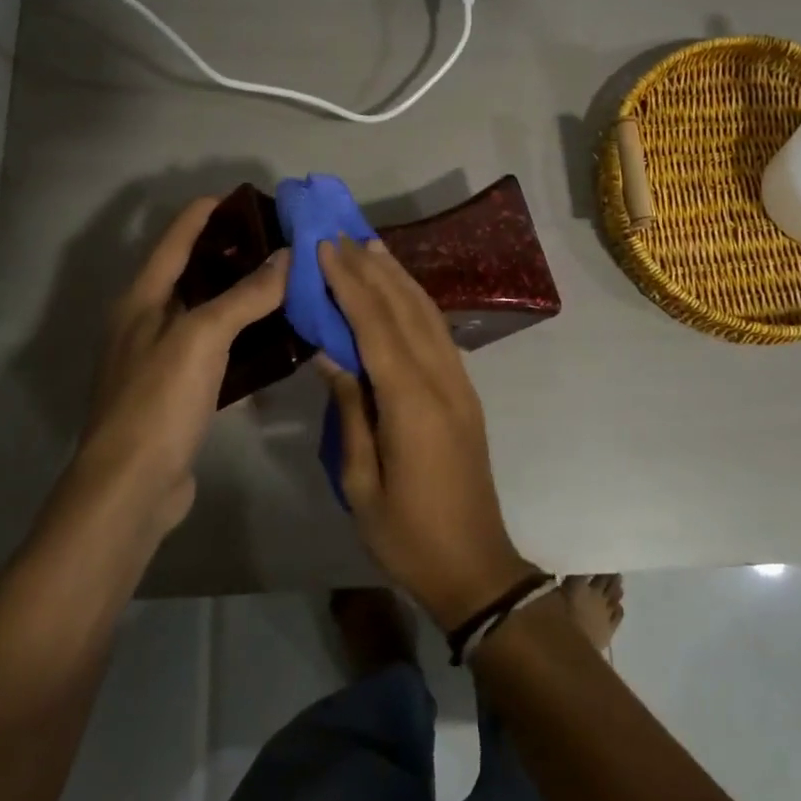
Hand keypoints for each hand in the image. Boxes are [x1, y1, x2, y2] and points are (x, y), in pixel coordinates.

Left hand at [69, 198, 287, 534]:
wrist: (132, 485)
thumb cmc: (159, 399)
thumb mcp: (203, 337)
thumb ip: (246, 295)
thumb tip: (289, 256)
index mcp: (142, 299)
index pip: (175, 239)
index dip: (206, 213)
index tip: (245, 197)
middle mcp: (146, 322)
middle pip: (191, 273)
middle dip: (230, 253)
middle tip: (279, 241)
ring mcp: (160, 359)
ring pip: (205, 313)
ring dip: (240, 296)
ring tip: (284, 282)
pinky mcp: (177, 392)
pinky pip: (214, 350)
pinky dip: (241, 338)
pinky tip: (273, 339)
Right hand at [315, 238, 538, 629]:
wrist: (474, 565)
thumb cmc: (407, 535)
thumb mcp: (361, 482)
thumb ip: (350, 412)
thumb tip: (331, 357)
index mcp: (412, 403)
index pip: (376, 327)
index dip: (350, 284)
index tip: (325, 248)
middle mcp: (442, 381)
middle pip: (405, 310)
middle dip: (371, 270)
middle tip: (342, 235)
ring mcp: (460, 384)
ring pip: (428, 316)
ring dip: (399, 278)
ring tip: (372, 248)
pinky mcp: (466, 393)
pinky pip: (439, 334)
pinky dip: (417, 304)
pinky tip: (401, 292)